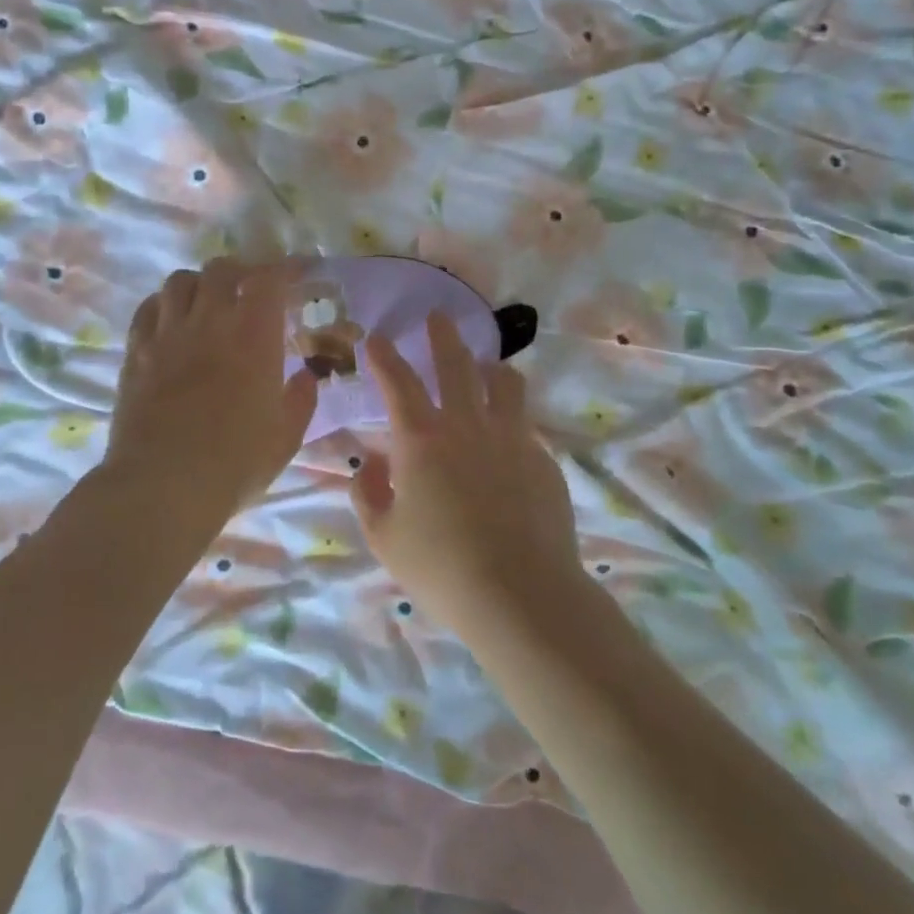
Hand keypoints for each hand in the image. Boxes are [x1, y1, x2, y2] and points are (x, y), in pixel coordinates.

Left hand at [103, 260, 317, 526]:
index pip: (270, 280)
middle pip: (222, 270)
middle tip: (253, 288)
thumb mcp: (285, 437)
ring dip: (201, 283)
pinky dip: (165, 304)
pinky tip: (173, 321)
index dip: (286, 269)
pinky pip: (148, 309)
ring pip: (180, 281)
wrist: (162, 485)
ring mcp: (167, 334)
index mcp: (253, 336)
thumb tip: (305, 378)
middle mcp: (209, 321)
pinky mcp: (136, 353)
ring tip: (210, 301)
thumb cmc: (234, 463)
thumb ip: (300, 400)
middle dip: (243, 271)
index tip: (299, 273)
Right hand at [350, 312, 581, 631]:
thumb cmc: (441, 568)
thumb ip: (370, 495)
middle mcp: (468, 426)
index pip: (398, 383)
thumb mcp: (385, 538)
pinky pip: (525, 426)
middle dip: (442, 336)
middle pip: (456, 364)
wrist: (520, 595)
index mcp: (422, 440)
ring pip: (505, 383)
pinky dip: (511, 422)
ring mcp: (513, 439)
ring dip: (490, 368)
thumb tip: (373, 466)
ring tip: (486, 368)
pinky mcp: (544, 460)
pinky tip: (507, 445)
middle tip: (437, 318)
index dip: (384, 357)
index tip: (377, 339)